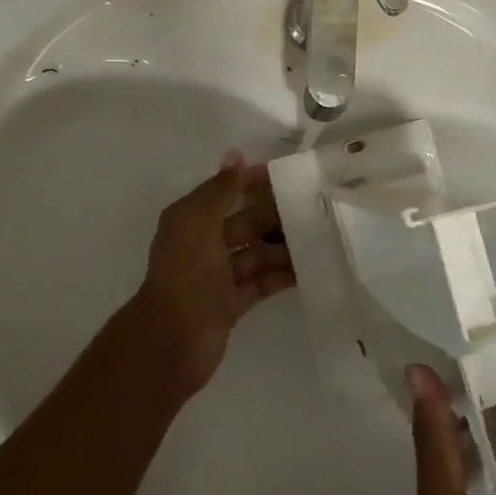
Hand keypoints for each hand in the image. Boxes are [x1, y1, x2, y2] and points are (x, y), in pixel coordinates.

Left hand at [123, 152, 294, 398]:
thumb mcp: (198, 222)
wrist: (174, 339)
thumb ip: (220, 190)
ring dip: (283, 245)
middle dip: (273, 214)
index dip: (250, 182)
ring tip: (321, 235)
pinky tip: (311, 266)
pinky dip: (282, 274)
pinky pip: (262, 281)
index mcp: (190, 221)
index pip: (224, 192)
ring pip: (256, 253)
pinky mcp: (232, 303)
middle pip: (244, 223)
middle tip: (314, 205)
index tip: (287, 174)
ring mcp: (218, 276)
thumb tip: (236, 155)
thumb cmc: (186, 273)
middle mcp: (203, 245)